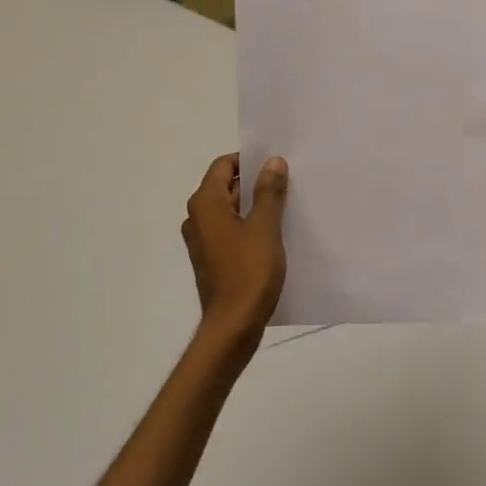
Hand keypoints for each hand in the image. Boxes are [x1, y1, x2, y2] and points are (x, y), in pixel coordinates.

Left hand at [182, 153, 288, 360]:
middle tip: (288, 181)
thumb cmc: (248, 271)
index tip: (276, 163)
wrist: (233, 325)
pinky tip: (275, 233)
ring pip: (230, 210)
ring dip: (254, 205)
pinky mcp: (212, 259)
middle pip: (226, 187)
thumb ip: (269, 191)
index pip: (223, 165)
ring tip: (287, 205)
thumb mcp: (265, 227)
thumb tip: (273, 161)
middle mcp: (197, 217)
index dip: (248, 160)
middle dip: (255, 182)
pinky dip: (249, 226)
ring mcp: (203, 241)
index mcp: (205, 204)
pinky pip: (231, 231)